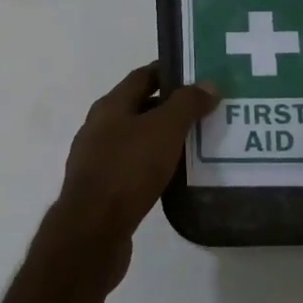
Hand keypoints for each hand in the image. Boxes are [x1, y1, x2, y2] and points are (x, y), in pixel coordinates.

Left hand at [46, 63, 219, 277]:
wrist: (93, 229)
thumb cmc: (127, 170)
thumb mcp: (163, 129)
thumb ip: (186, 104)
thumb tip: (208, 83)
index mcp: (110, 107)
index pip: (142, 76)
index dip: (170, 72)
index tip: (201, 76)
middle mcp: (100, 128)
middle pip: (140, 108)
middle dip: (172, 108)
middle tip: (209, 112)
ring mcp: (99, 160)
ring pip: (138, 140)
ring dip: (166, 140)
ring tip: (201, 144)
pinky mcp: (104, 190)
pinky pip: (135, 169)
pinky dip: (157, 167)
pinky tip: (178, 177)